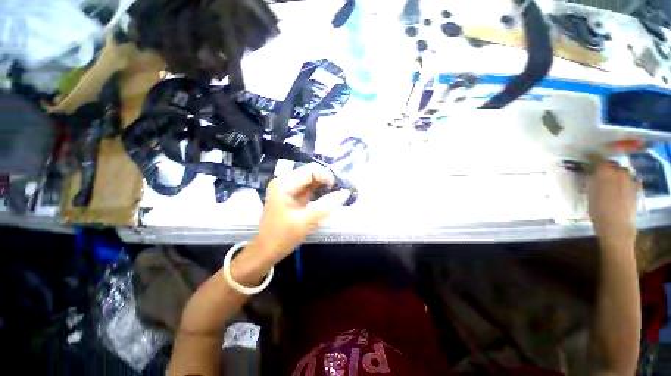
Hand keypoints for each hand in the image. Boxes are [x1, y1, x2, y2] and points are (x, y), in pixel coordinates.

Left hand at [253, 163, 350, 260]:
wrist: (266, 250)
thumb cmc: (283, 236)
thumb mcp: (306, 222)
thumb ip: (327, 206)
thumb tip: (346, 192)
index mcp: (284, 184)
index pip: (311, 170)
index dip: (327, 177)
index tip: (339, 191)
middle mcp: (284, 181)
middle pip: (311, 173)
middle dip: (326, 182)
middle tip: (340, 195)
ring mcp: (286, 189)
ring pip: (310, 182)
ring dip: (323, 188)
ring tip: (335, 199)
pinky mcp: (289, 197)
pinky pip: (306, 190)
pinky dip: (317, 195)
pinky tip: (325, 203)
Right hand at [587, 157, 640, 246]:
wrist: (619, 233)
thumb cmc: (601, 219)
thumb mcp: (591, 202)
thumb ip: (592, 185)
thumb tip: (592, 177)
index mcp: (603, 170)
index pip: (596, 159)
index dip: (593, 164)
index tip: (592, 169)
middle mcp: (616, 168)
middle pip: (611, 165)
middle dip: (608, 171)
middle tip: (606, 181)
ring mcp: (628, 177)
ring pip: (622, 172)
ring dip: (619, 177)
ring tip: (617, 188)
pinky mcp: (635, 187)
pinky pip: (632, 181)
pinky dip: (629, 185)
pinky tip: (627, 193)